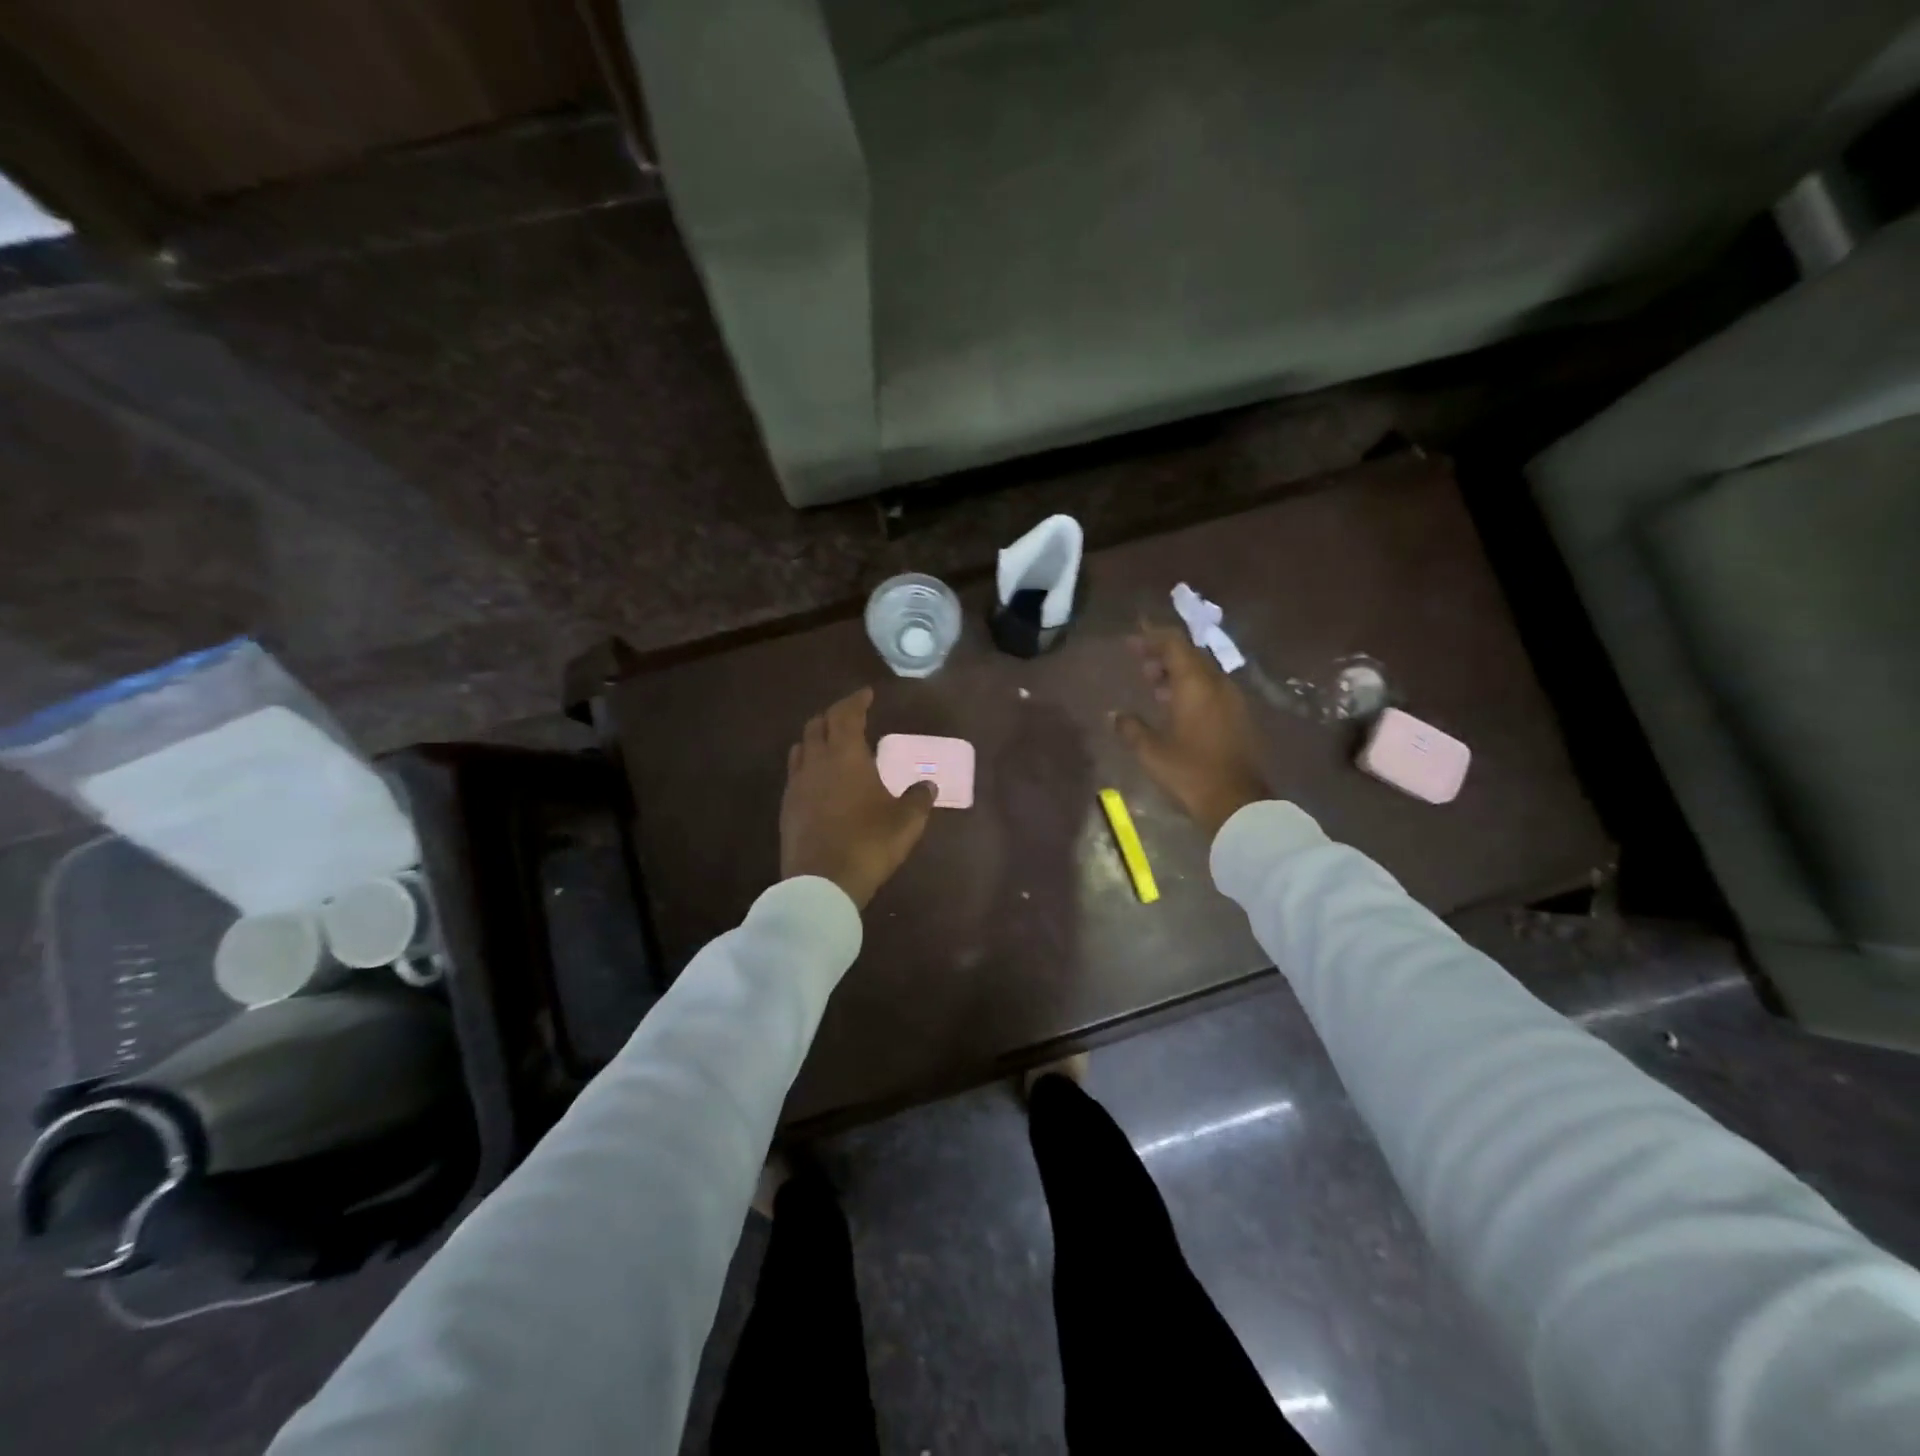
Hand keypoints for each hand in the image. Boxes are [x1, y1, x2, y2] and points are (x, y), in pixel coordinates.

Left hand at [781, 687, 936, 908]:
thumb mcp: (906, 822)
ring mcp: (796, 785)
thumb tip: (928, 785)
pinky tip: (820, 781)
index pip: (846, 715)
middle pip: (818, 725)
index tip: (866, 694)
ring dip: (816, 738)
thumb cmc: (868, 844)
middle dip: (834, 716)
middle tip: (850, 717)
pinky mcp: (786, 808)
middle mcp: (816, 762)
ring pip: (801, 747)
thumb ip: (919, 798)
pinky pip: (795, 774)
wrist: (821, 883)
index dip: (856, 701)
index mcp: (846, 756)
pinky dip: (808, 765)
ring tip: (832, 744)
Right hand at [1114, 624, 1271, 837]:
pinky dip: (1191, 689)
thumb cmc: (1190, 773)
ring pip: (1202, 673)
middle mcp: (1218, 685)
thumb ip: (1131, 728)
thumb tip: (1115, 715)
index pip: (1174, 644)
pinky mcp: (1239, 718)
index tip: (1132, 638)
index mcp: (1196, 685)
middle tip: (1139, 662)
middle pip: (1190, 656)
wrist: (1238, 804)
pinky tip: (1175, 706)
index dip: (1152, 636)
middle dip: (1163, 654)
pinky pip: (1211, 690)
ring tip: (1153, 685)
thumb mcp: (1151, 752)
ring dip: (1177, 673)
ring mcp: (1233, 701)